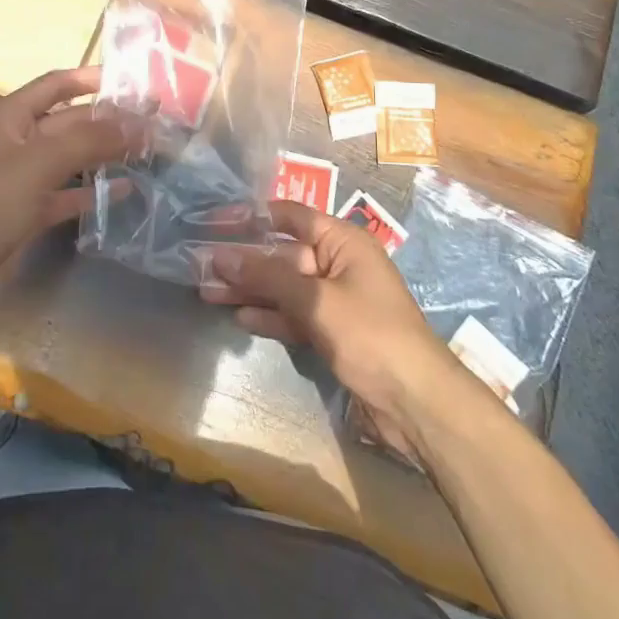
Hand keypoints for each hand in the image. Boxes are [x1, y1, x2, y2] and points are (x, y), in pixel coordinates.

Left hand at [0, 66, 137, 335]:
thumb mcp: (38, 163)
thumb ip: (89, 140)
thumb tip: (138, 123)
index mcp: (10, 116)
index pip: (55, 85)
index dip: (89, 79)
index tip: (130, 80)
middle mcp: (18, 141)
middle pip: (69, 122)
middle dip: (107, 121)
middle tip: (152, 121)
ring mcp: (23, 178)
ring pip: (72, 158)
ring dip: (104, 154)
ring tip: (147, 151)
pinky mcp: (29, 212)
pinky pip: (68, 193)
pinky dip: (93, 191)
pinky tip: (127, 189)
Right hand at [201, 198, 461, 455]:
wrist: (417, 402)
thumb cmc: (370, 334)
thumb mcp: (315, 300)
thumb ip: (267, 276)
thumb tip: (221, 254)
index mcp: (342, 241)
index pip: (290, 216)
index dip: (253, 216)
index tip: (215, 221)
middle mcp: (338, 263)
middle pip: (283, 254)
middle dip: (245, 260)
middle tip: (201, 265)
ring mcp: (336, 299)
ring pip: (285, 287)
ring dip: (250, 290)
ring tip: (208, 291)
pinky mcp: (333, 332)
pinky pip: (295, 315)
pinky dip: (270, 316)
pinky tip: (240, 316)